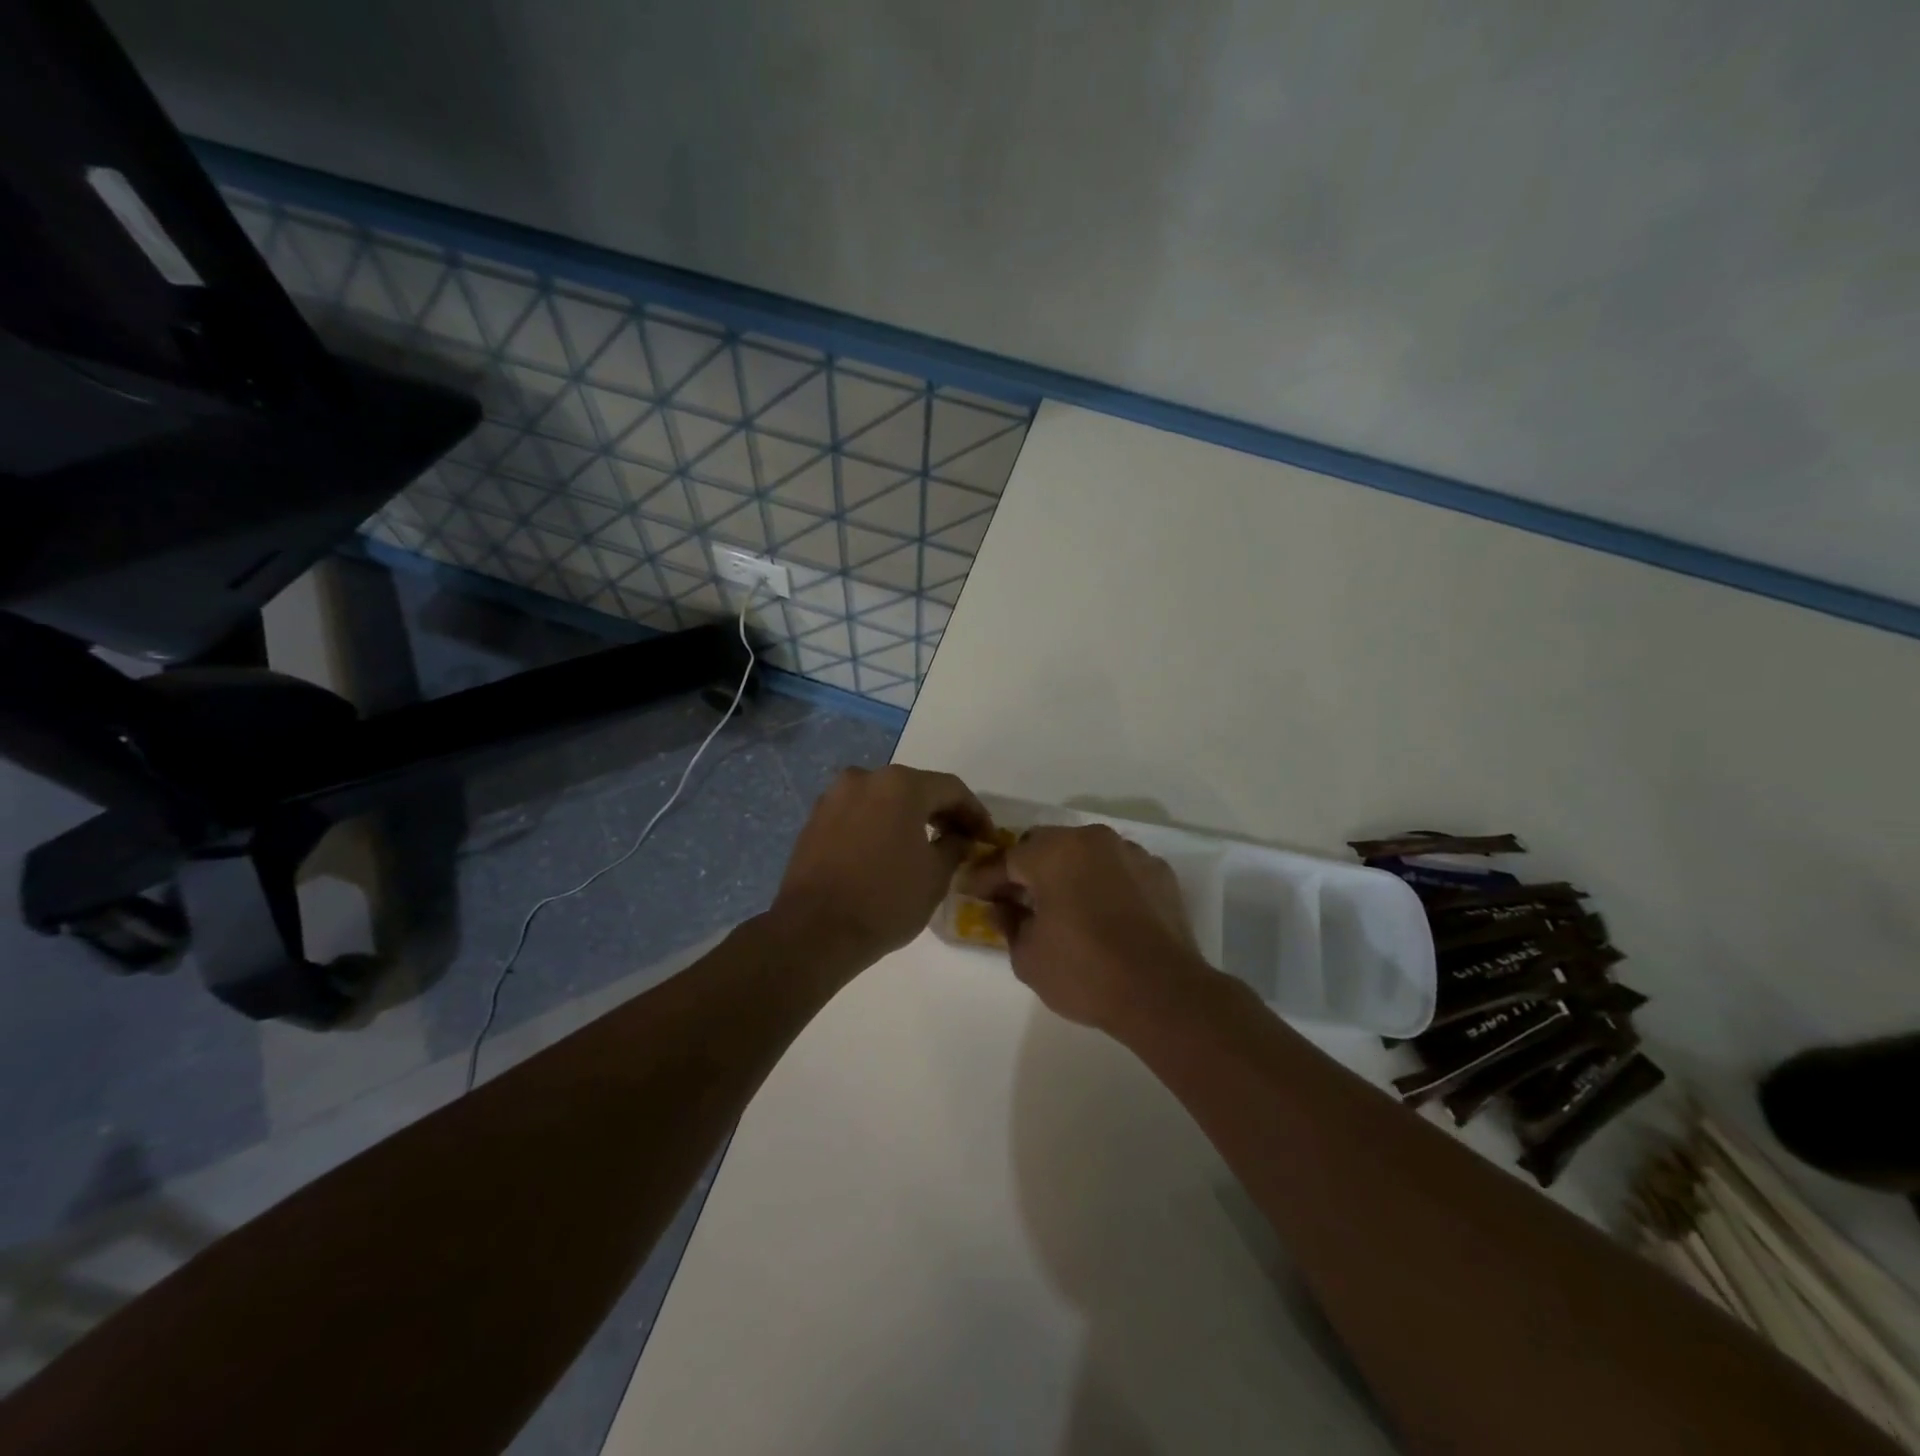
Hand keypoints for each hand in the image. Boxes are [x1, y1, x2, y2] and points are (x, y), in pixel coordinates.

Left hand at [771, 765, 992, 966]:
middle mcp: (865, 778)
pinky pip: (858, 814)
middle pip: (915, 788)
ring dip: (907, 817)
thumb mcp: (936, 875)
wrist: (814, 930)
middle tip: (959, 839)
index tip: (986, 836)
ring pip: (883, 799)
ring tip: (922, 846)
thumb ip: (955, 846)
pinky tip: (887, 852)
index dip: (974, 812)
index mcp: (900, 784)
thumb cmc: (886, 899)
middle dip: (940, 812)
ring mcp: (834, 796)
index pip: (951, 788)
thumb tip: (958, 837)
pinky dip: (878, 826)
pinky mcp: (815, 819)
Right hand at [961, 825, 1217, 1032]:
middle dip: (1027, 869)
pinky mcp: (1159, 873)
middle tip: (1015, 898)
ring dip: (1068, 873)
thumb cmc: (1084, 972)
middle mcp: (1093, 840)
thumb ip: (1008, 923)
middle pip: (1047, 846)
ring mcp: (1131, 853)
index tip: (971, 891)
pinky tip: (1103, 914)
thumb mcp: (1027, 956)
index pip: (1008, 859)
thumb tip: (1002, 908)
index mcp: (1055, 852)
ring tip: (1062, 906)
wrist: (1163, 994)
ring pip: (1085, 854)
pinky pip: (1118, 870)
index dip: (985, 878)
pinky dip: (1104, 884)